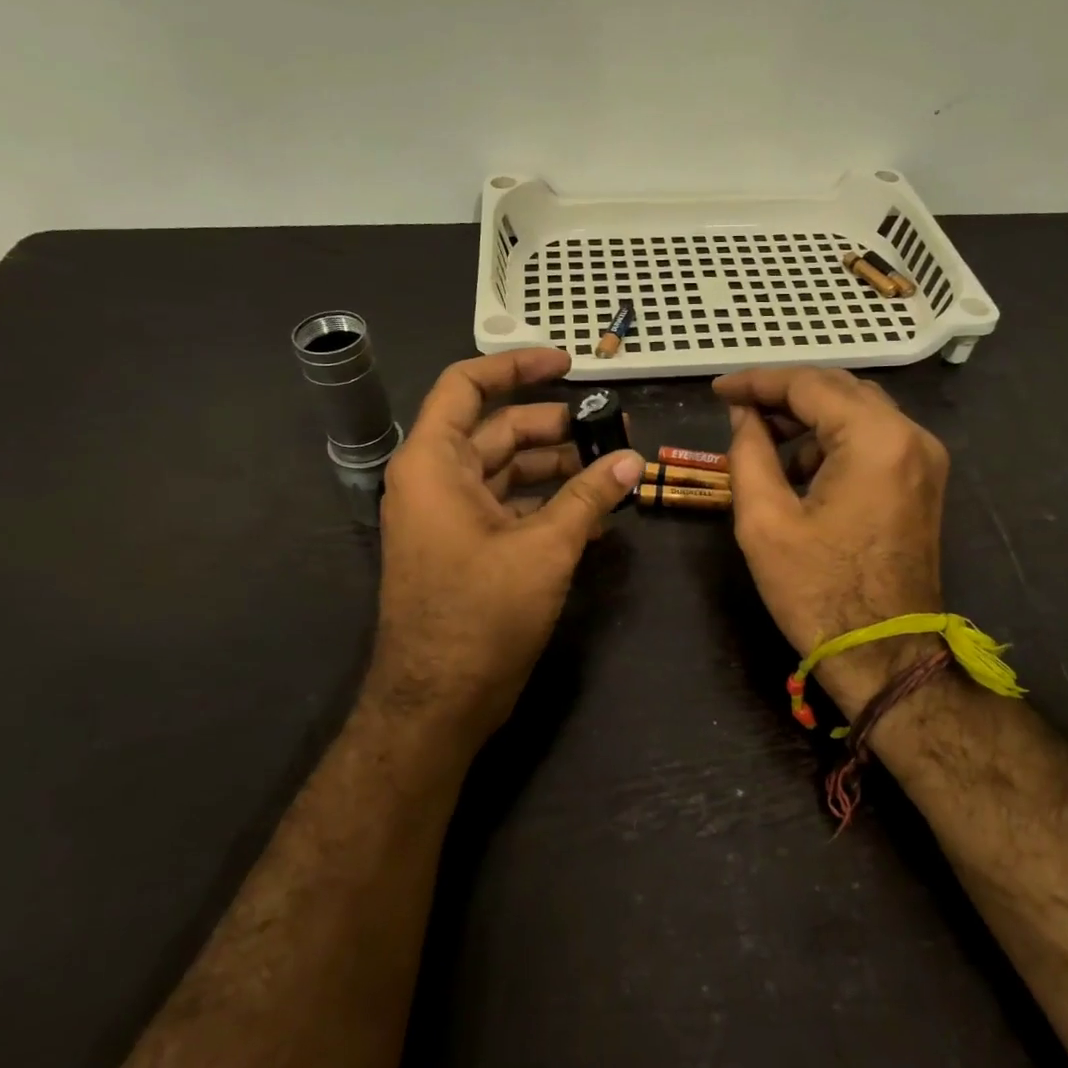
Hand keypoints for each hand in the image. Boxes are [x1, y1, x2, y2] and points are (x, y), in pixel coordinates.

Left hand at [369, 349, 642, 750]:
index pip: (468, 386)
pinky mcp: (467, 548)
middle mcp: (436, 481)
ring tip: (615, 471)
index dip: (517, 366)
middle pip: (499, 431)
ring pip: (509, 471)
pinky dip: (549, 504)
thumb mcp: (544, 549)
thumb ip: (589, 498)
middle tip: (613, 429)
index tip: (568, 364)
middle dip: (557, 427)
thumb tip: (632, 460)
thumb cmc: (480, 615)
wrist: (437, 703)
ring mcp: (450, 517)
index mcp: (434, 463)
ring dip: (559, 468)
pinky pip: (510, 508)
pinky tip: (595, 514)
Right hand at [714, 367, 950, 713]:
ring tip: (762, 442)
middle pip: (838, 390)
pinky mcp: (923, 481)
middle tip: (736, 409)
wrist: (886, 657)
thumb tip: (744, 414)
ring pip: (857, 412)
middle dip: (783, 395)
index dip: (757, 382)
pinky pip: (873, 439)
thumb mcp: (764, 520)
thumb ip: (748, 451)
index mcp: (875, 439)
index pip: (809, 385)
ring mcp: (924, 458)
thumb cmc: (819, 592)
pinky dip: (834, 441)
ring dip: (808, 419)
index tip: (718, 390)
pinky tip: (801, 470)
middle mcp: (910, 436)